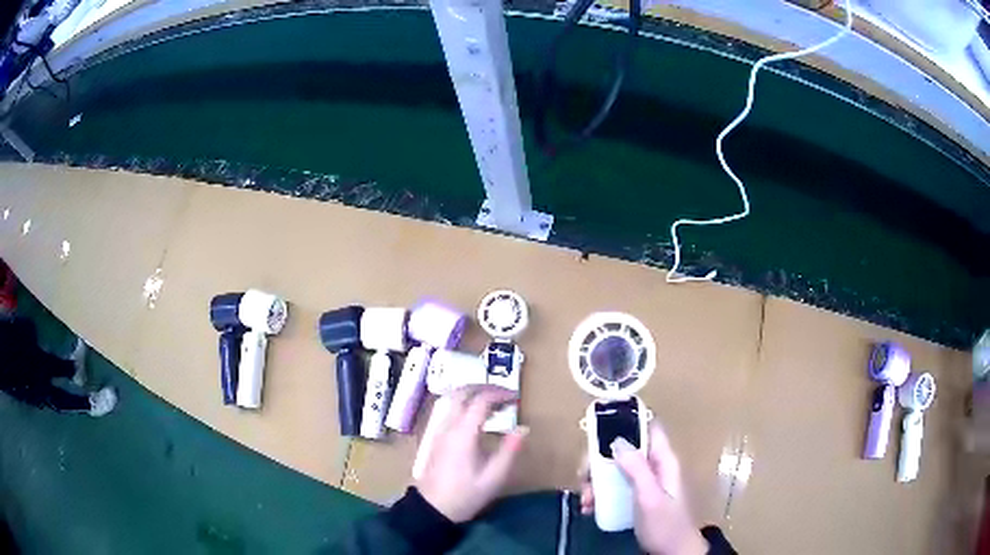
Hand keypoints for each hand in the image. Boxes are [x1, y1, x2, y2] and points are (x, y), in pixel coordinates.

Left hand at [416, 385, 528, 522]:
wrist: (432, 508)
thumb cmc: (465, 494)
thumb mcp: (493, 477)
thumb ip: (509, 451)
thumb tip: (523, 428)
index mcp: (463, 433)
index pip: (480, 401)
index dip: (499, 394)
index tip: (516, 397)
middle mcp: (448, 426)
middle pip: (462, 392)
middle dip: (484, 387)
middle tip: (504, 394)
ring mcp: (438, 430)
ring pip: (453, 399)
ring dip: (473, 394)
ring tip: (493, 403)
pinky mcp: (435, 437)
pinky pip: (449, 409)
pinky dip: (464, 403)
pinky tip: (476, 417)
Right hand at [579, 423, 707, 554]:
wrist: (673, 553)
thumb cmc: (665, 525)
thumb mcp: (650, 498)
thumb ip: (637, 469)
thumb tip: (617, 441)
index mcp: (663, 460)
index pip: (647, 428)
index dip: (626, 422)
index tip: (598, 429)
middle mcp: (653, 466)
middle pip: (623, 449)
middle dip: (600, 460)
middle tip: (584, 476)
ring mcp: (644, 482)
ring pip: (615, 468)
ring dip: (596, 480)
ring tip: (586, 499)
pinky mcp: (635, 496)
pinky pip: (613, 486)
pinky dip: (599, 493)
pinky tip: (590, 507)